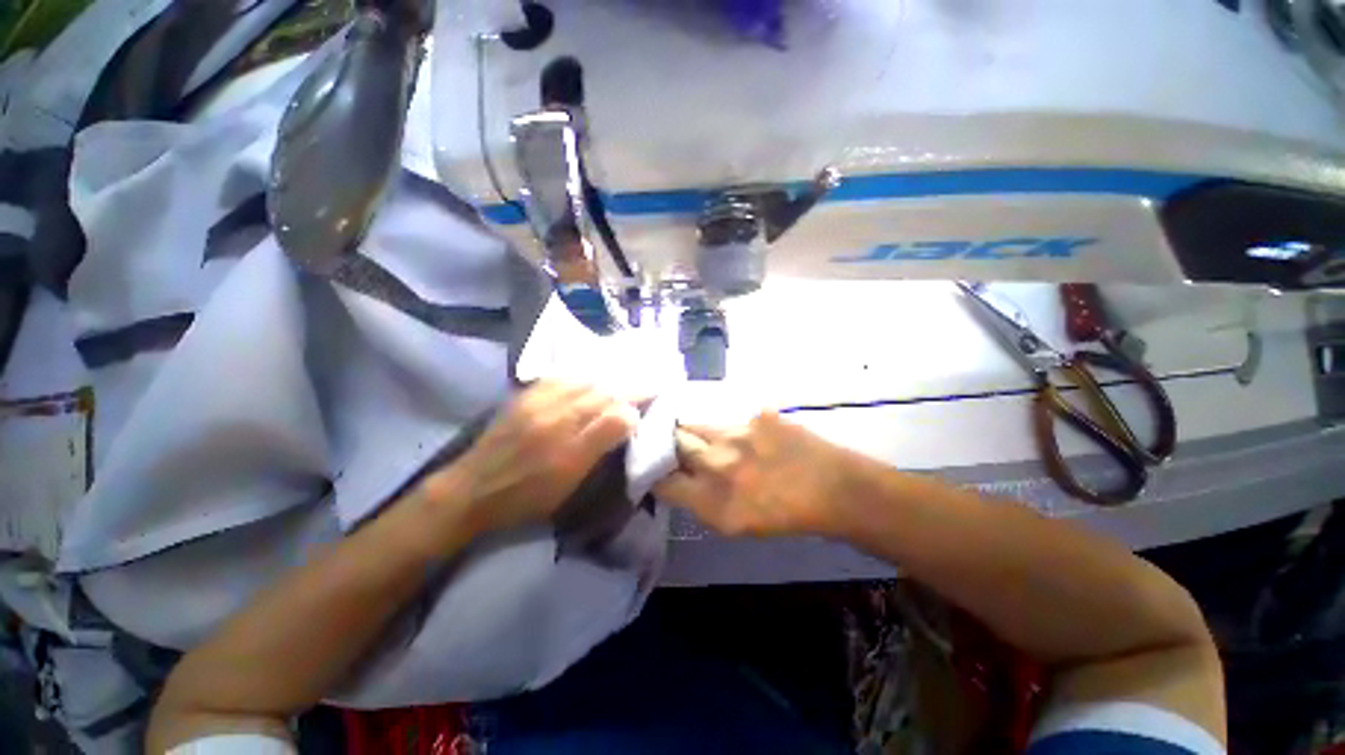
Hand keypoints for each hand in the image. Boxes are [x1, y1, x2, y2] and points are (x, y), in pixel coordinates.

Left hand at [422, 382, 640, 536]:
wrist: (471, 489)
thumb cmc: (525, 497)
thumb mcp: (568, 486)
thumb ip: (599, 450)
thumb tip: (627, 420)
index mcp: (571, 450)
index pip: (615, 416)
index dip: (638, 404)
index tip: (655, 396)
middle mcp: (557, 420)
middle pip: (603, 393)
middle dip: (630, 384)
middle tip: (649, 378)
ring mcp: (539, 404)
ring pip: (584, 380)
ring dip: (610, 374)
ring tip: (626, 371)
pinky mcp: (525, 395)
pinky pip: (560, 375)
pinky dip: (582, 371)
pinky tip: (591, 371)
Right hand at [654, 411, 853, 537]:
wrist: (833, 489)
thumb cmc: (784, 515)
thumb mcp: (733, 524)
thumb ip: (699, 501)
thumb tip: (678, 479)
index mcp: (711, 500)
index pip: (661, 479)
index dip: (655, 471)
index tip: (656, 467)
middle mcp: (717, 463)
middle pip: (674, 441)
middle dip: (670, 443)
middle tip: (678, 446)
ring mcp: (738, 435)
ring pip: (698, 424)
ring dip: (697, 432)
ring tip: (711, 438)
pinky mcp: (756, 415)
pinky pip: (729, 418)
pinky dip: (730, 427)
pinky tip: (745, 435)